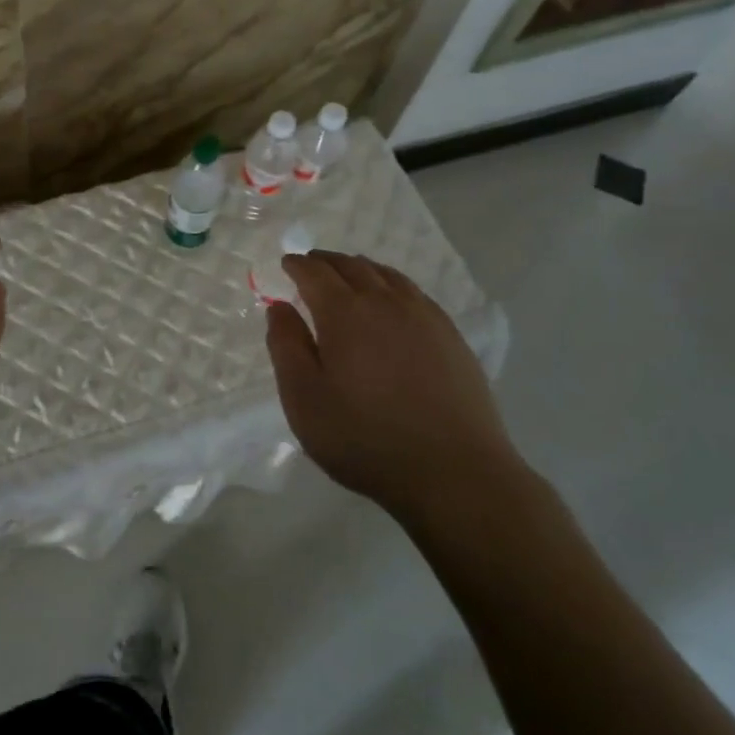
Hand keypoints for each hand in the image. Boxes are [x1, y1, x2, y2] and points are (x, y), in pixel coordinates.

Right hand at [264, 251, 519, 515]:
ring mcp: (423, 316)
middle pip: (351, 266)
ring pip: (386, 275)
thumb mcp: (304, 400)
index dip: (297, 265)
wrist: (454, 472)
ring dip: (360, 269)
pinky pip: (413, 292)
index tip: (286, 264)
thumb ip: (286, 347)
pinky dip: (391, 284)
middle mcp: (384, 301)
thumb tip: (279, 306)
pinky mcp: (450, 335)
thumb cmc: (365, 438)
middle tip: (311, 265)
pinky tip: (392, 302)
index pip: (315, 272)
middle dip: (326, 261)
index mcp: (344, 313)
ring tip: (348, 276)